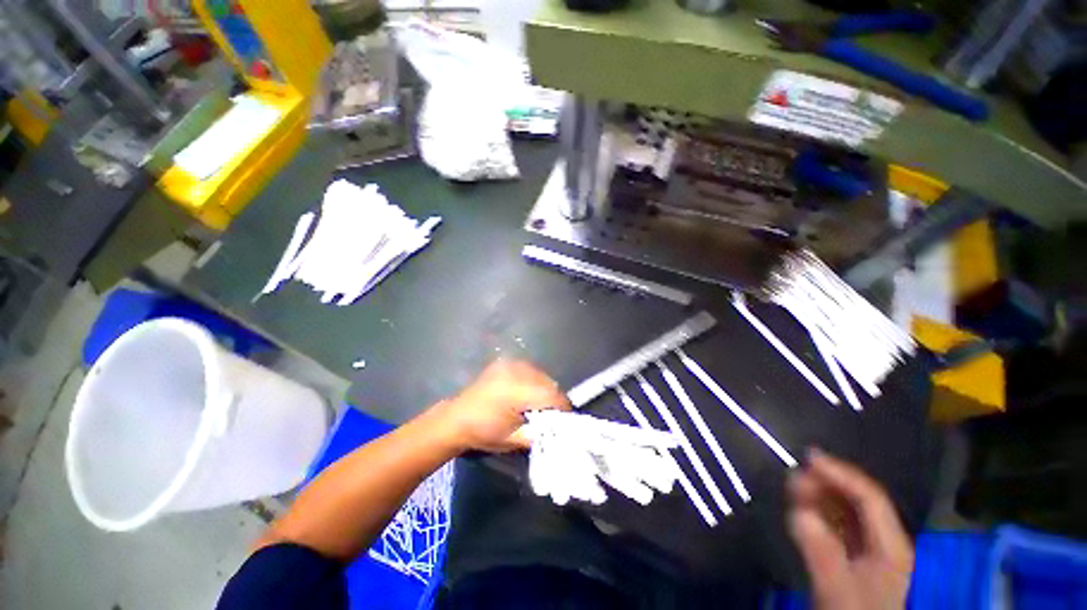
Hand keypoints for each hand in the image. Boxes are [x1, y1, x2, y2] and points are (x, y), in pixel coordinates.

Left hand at [433, 359, 569, 452]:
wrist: (456, 419)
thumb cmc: (483, 433)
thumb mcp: (514, 440)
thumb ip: (539, 433)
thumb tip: (559, 429)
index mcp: (515, 392)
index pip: (550, 395)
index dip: (562, 407)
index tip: (567, 419)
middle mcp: (514, 372)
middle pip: (547, 382)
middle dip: (554, 398)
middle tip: (554, 413)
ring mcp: (508, 365)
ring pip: (540, 374)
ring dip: (545, 388)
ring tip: (542, 404)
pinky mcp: (504, 363)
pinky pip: (529, 370)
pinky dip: (535, 381)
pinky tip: (529, 392)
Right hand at [787, 449, 913, 609]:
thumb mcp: (837, 589)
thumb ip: (822, 553)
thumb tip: (799, 513)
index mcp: (890, 545)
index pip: (869, 497)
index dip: (841, 473)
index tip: (808, 457)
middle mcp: (883, 540)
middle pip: (858, 499)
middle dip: (826, 482)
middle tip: (793, 474)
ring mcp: (869, 548)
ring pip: (846, 508)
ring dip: (819, 493)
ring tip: (792, 485)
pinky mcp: (852, 555)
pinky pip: (836, 521)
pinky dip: (818, 509)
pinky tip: (801, 506)